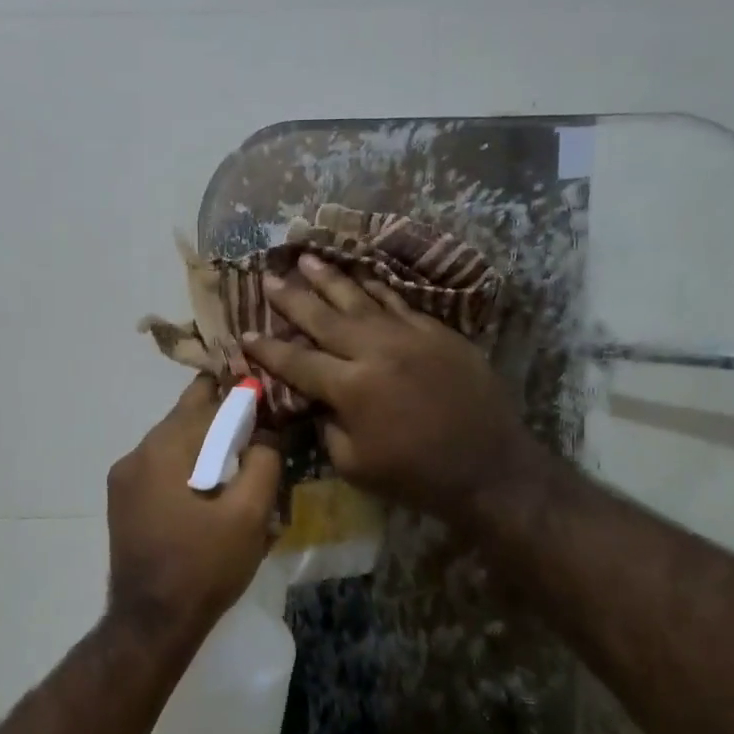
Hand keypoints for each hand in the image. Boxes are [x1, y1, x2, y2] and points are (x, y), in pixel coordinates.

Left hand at [105, 378, 281, 650]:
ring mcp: (123, 479)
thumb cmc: (205, 567)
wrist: (153, 624)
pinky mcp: (123, 502)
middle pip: (186, 418)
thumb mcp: (249, 515)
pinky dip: (188, 466)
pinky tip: (211, 490)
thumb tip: (267, 432)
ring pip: (173, 443)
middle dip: (224, 420)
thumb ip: (264, 462)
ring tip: (239, 464)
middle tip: (260, 433)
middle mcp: (135, 454)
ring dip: (206, 446)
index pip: (206, 399)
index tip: (268, 401)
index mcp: (163, 450)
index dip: (240, 395)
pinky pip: (161, 467)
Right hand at [241, 254, 543, 524]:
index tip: (245, 334)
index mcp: (350, 387)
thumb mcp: (354, 464)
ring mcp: (410, 335)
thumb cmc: (416, 476)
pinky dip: (377, 288)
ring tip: (307, 258)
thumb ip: (327, 426)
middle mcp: (375, 350)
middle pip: (324, 317)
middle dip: (292, 298)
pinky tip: (363, 276)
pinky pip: (399, 302)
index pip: (297, 361)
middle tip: (269, 277)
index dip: (268, 349)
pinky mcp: (438, 332)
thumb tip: (315, 399)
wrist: (489, 468)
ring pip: (361, 298)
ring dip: (331, 279)